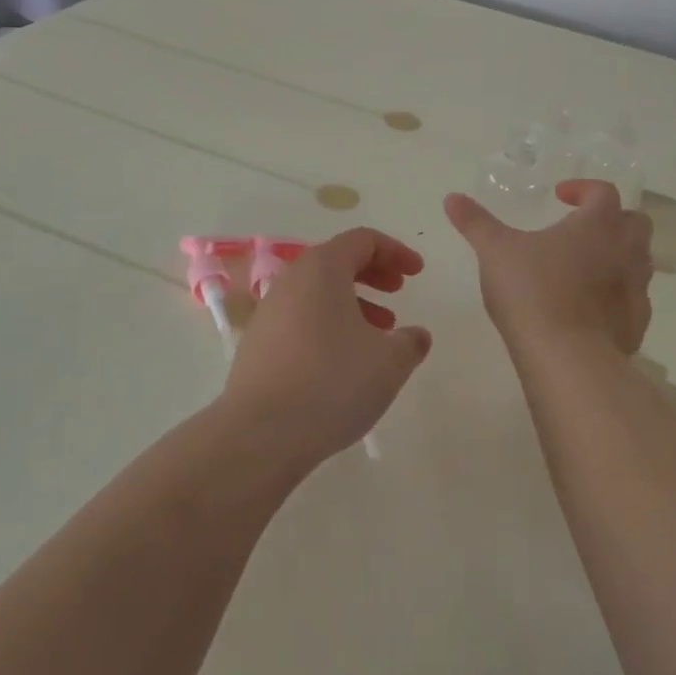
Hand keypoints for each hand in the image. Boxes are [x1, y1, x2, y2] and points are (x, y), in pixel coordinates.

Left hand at [223, 228, 431, 466]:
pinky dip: (329, 324)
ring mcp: (269, 312)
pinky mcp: (258, 343)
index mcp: (322, 268)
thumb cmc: (332, 382)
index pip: (363, 240)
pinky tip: (345, 361)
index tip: (417, 273)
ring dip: (353, 303)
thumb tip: (416, 335)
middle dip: (373, 273)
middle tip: (398, 292)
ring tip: (379, 333)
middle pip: (337, 261)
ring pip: (318, 292)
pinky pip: (301, 318)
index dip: (395, 251)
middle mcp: (291, 280)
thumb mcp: (389, 362)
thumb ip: (410, 342)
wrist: (260, 433)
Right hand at [444, 180, 653, 356]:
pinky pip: (634, 299)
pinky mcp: (637, 324)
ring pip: (639, 261)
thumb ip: (475, 222)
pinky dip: (617, 294)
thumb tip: (452, 198)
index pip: (603, 192)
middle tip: (580, 229)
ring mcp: (636, 290)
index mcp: (598, 225)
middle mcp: (625, 251)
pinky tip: (590, 307)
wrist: (568, 358)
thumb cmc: (532, 291)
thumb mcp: (495, 251)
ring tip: (584, 267)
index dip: (583, 189)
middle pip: (634, 223)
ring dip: (617, 256)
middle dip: (612, 219)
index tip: (559, 196)